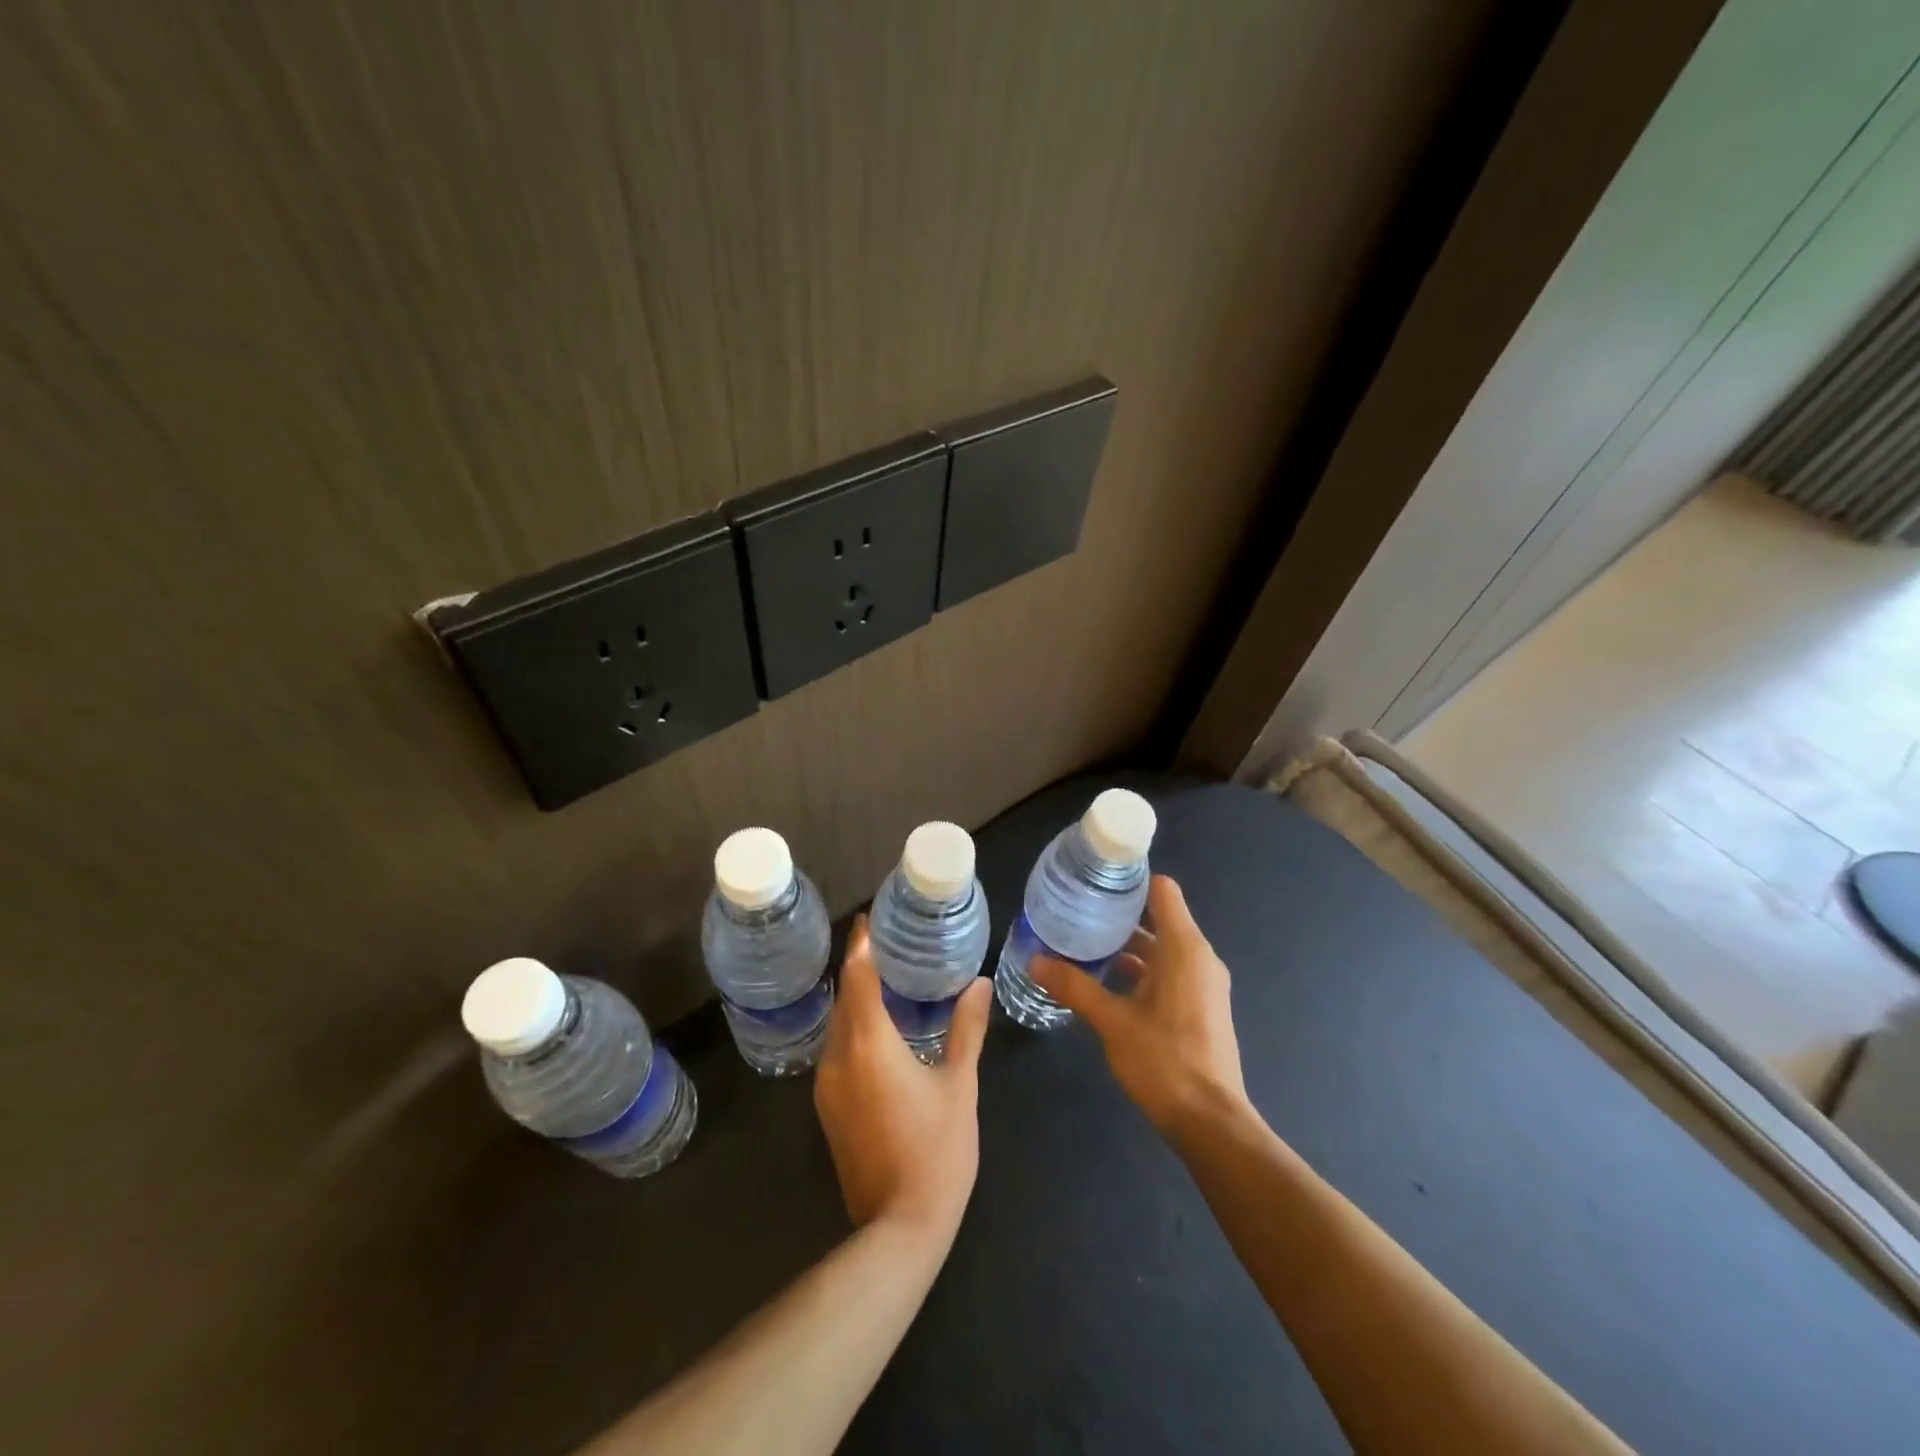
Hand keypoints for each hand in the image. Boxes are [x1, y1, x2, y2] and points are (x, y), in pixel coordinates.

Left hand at [813, 917, 993, 1242]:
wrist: (899, 1228)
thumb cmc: (937, 1149)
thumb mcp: (959, 1084)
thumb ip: (966, 1029)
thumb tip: (980, 984)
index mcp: (869, 1043)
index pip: (858, 977)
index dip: (861, 945)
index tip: (869, 919)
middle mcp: (838, 1057)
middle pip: (844, 998)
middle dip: (859, 968)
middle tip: (886, 944)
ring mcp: (827, 1086)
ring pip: (837, 1026)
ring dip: (855, 999)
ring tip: (886, 980)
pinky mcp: (828, 1109)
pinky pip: (837, 1050)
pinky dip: (853, 1028)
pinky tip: (878, 1030)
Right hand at [1032, 875, 1247, 1138]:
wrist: (1210, 1123)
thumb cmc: (1164, 1062)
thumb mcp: (1112, 1022)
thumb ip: (1074, 987)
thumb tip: (1034, 960)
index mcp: (1184, 949)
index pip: (1162, 891)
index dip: (1131, 880)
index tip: (1095, 881)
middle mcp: (1199, 958)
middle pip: (1159, 917)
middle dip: (1120, 913)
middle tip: (1077, 911)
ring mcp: (1203, 983)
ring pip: (1163, 947)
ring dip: (1128, 944)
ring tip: (1085, 943)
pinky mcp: (1201, 1006)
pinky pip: (1169, 971)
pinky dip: (1142, 968)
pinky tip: (1107, 981)